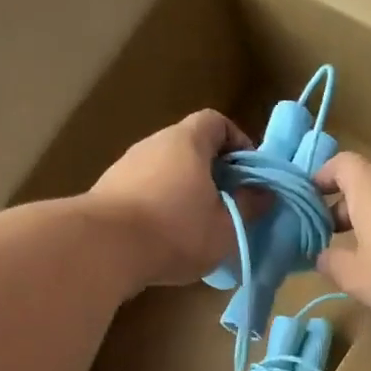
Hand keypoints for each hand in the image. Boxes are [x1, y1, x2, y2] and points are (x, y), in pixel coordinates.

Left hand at [87, 110, 251, 285]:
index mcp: (187, 142)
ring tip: (199, 227)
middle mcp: (154, 144)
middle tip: (229, 205)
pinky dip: (160, 207)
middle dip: (213, 173)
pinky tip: (167, 239)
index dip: (238, 142)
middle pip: (190, 147)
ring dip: (185, 192)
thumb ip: (250, 206)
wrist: (104, 248)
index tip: (249, 174)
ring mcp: (126, 167)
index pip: (216, 122)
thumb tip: (266, 192)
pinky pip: (144, 192)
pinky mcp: (108, 192)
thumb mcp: (227, 226)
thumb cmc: (177, 230)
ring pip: (166, 171)